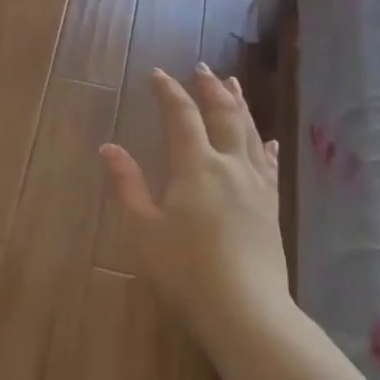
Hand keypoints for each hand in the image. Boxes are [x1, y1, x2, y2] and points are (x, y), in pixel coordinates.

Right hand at [100, 64, 291, 324]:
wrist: (245, 311)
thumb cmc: (184, 270)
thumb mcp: (142, 230)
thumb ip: (126, 185)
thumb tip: (109, 147)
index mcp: (196, 167)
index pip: (182, 117)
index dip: (169, 93)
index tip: (158, 74)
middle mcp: (230, 167)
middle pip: (224, 116)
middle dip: (211, 89)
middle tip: (202, 68)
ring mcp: (256, 187)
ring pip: (250, 134)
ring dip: (240, 106)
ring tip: (234, 85)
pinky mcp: (270, 208)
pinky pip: (269, 166)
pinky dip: (265, 146)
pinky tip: (268, 141)